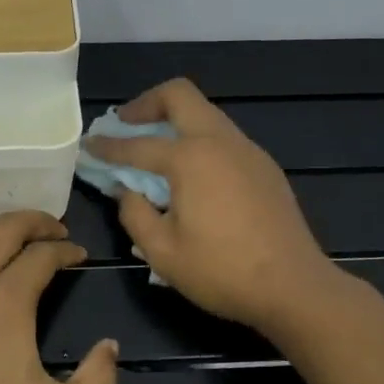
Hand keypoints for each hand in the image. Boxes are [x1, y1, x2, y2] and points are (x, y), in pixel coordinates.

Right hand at [86, 78, 334, 333]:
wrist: (295, 287)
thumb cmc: (222, 272)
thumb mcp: (162, 251)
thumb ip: (134, 214)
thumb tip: (125, 191)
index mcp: (190, 158)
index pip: (137, 144)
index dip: (108, 146)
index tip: (89, 145)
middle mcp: (220, 142)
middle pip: (180, 96)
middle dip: (146, 104)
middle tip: (125, 124)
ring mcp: (248, 151)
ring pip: (206, 114)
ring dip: (176, 120)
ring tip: (155, 148)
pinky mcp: (264, 167)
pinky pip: (224, 137)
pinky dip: (199, 140)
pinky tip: (192, 173)